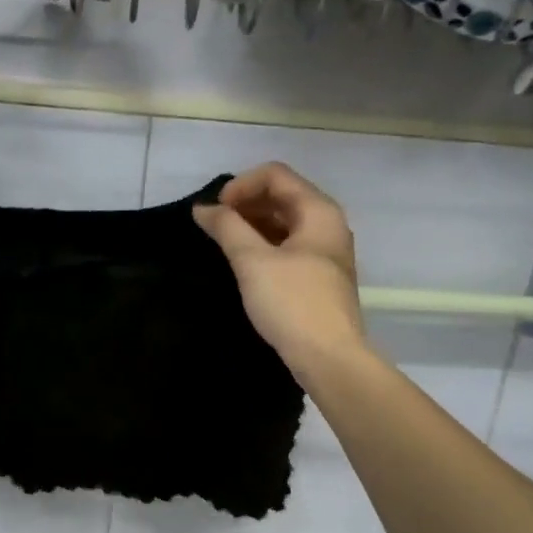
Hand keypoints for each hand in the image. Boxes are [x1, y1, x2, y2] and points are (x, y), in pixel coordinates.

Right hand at [193, 162, 367, 374]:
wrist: (329, 358)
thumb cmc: (292, 303)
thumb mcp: (252, 261)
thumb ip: (226, 227)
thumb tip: (203, 208)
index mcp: (318, 211)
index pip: (275, 175)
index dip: (240, 185)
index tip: (215, 212)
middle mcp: (328, 224)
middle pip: (282, 195)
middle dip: (245, 204)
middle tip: (215, 227)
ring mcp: (326, 252)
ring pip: (285, 223)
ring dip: (253, 225)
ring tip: (224, 244)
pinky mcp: (320, 277)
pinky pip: (289, 246)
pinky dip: (264, 246)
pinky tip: (244, 264)